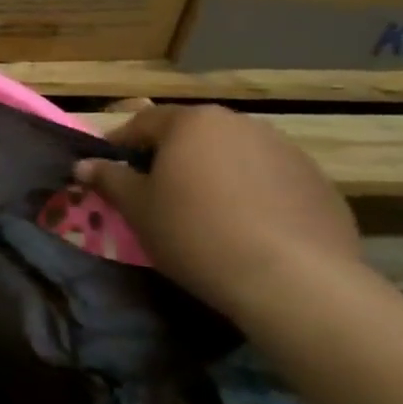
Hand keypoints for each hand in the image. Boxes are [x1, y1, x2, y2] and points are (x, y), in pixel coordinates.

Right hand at [71, 104, 363, 322]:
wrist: (292, 281)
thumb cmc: (195, 233)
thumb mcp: (137, 208)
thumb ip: (109, 179)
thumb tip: (84, 165)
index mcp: (192, 122)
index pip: (143, 123)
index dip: (120, 145)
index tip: (108, 171)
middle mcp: (241, 124)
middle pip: (192, 135)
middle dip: (170, 158)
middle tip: (154, 193)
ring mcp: (287, 152)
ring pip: (233, 156)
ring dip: (213, 174)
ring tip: (204, 212)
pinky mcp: (319, 184)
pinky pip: (270, 181)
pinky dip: (252, 195)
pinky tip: (245, 229)